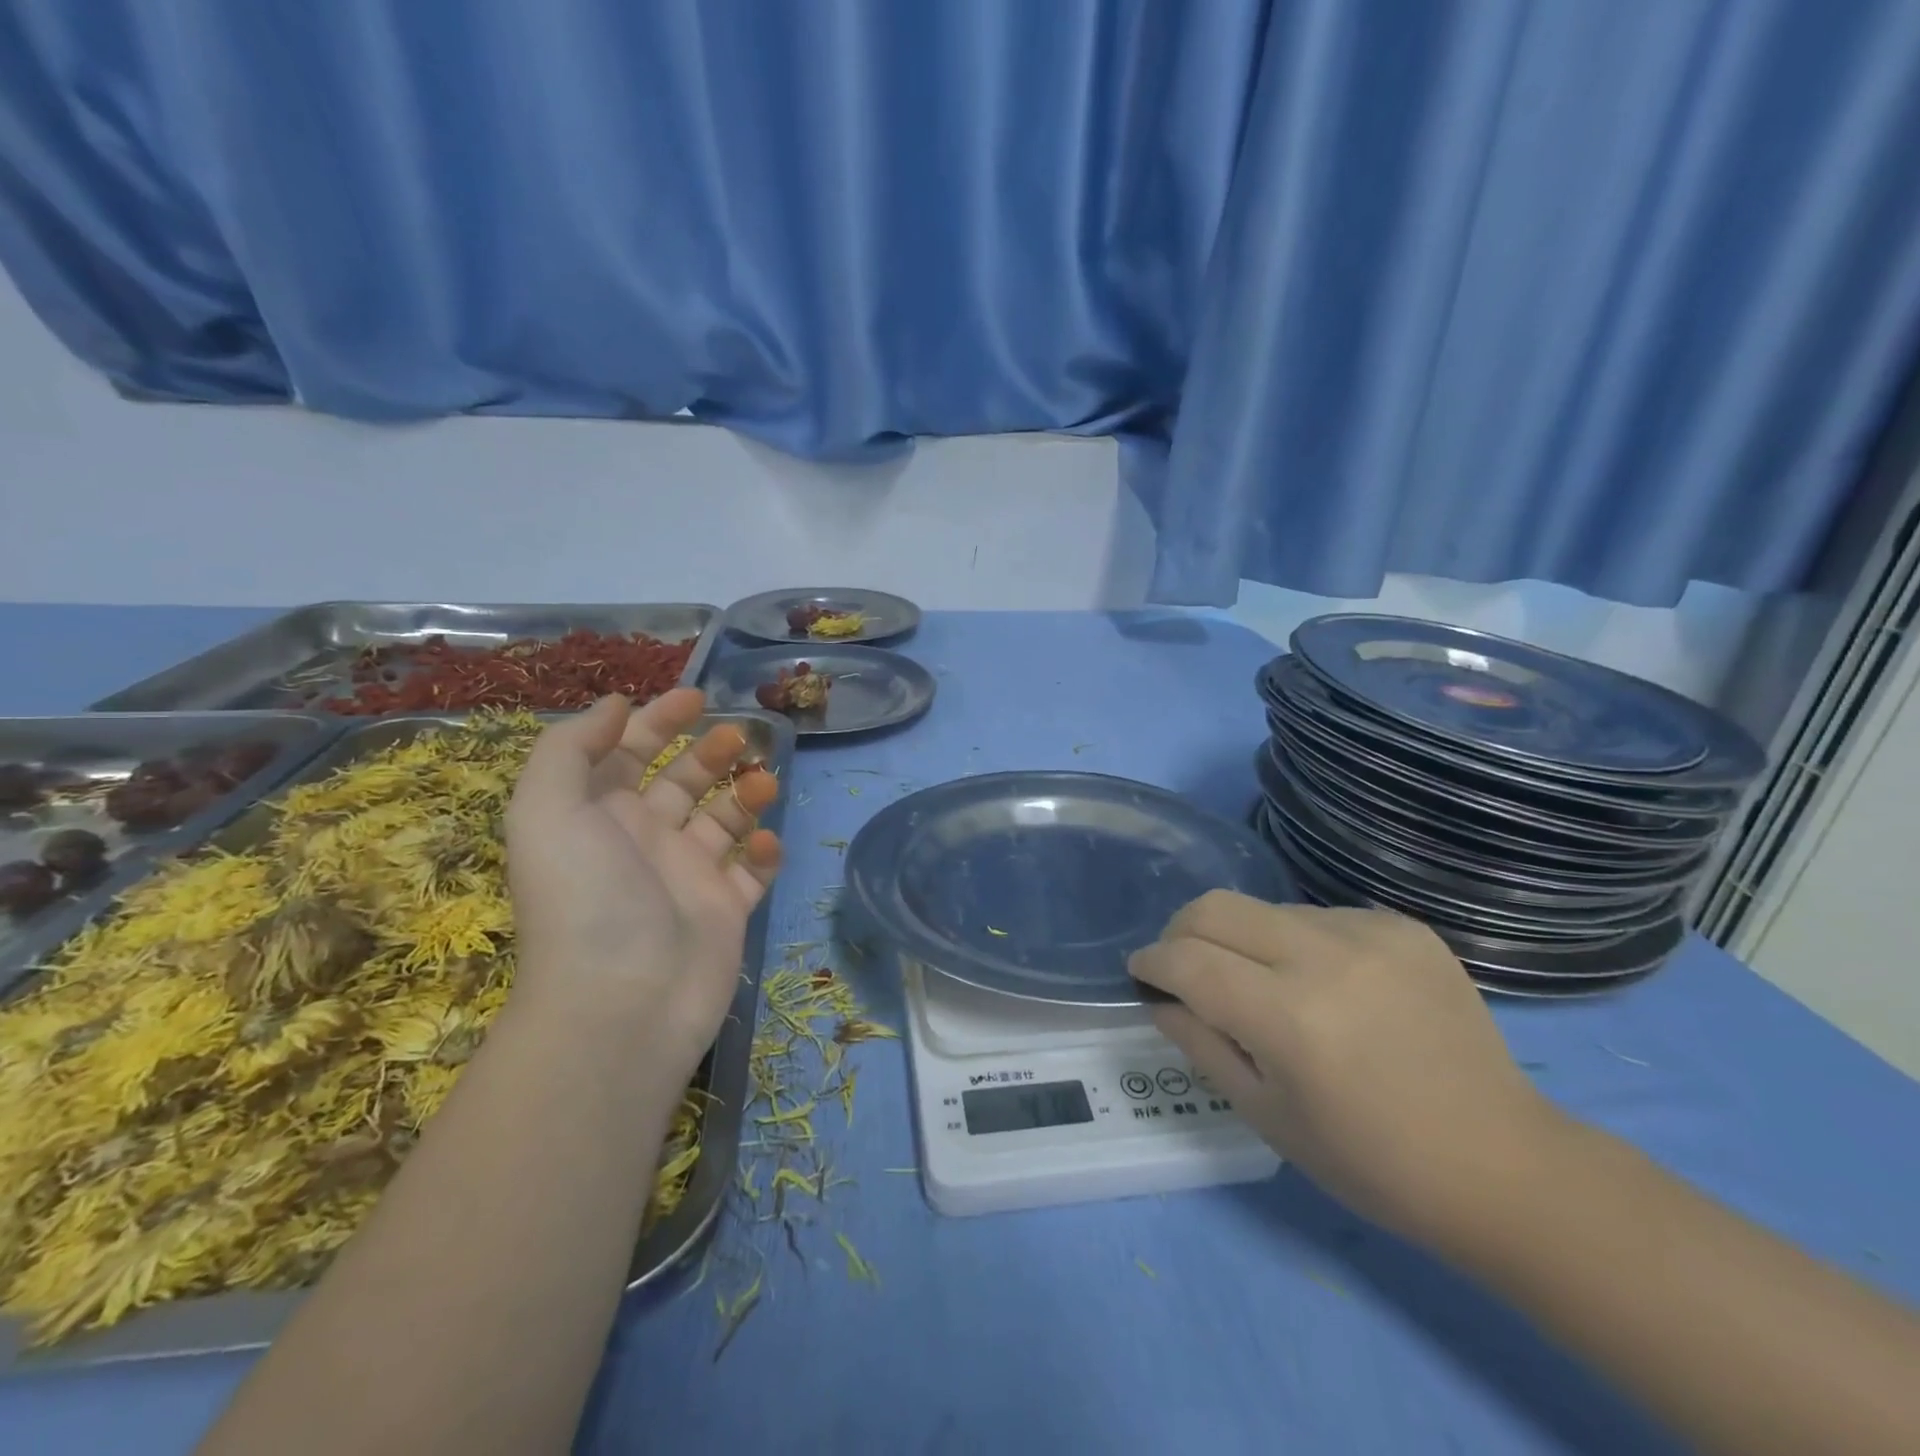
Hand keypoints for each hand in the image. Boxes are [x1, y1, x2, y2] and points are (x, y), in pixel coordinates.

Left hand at [504, 690, 781, 1078]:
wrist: (624, 1001)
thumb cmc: (586, 897)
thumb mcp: (547, 810)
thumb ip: (570, 748)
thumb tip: (616, 705)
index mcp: (599, 816)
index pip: (628, 754)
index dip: (658, 721)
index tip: (697, 697)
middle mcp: (644, 841)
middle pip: (682, 781)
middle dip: (710, 751)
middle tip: (739, 738)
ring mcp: (689, 877)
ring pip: (724, 819)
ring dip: (745, 794)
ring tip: (764, 783)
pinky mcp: (726, 910)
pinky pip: (753, 870)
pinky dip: (764, 851)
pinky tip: (766, 842)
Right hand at [1129, 891, 1566, 1245]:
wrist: (1505, 1166)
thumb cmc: (1372, 1162)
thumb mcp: (1265, 1115)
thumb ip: (1199, 1043)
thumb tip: (1158, 995)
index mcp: (1289, 1017)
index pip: (1186, 959)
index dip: (1151, 962)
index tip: (1142, 973)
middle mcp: (1326, 957)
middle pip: (1215, 907)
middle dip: (1181, 932)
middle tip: (1184, 968)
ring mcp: (1371, 933)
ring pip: (1265, 909)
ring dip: (1244, 941)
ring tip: (1267, 988)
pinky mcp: (1405, 927)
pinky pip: (1319, 916)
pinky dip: (1298, 944)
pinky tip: (1327, 986)